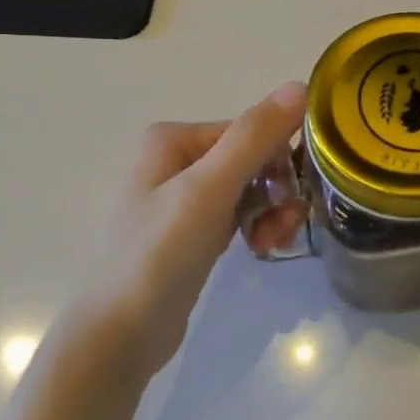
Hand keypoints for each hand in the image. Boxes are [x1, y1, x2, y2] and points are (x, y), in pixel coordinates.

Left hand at [80, 82, 308, 377]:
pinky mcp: (193, 231)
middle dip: (277, 191)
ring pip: (251, 189)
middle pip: (254, 160)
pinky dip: (256, 227)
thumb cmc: (160, 254)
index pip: (250, 132)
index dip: (279, 161)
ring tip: (271, 244)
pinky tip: (260, 249)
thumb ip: (254, 137)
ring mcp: (184, 197)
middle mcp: (178, 159)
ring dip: (271, 213)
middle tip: (284, 226)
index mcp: (175, 138)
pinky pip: (239, 214)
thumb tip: (299, 85)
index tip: (293, 197)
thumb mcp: (209, 190)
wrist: (120, 335)